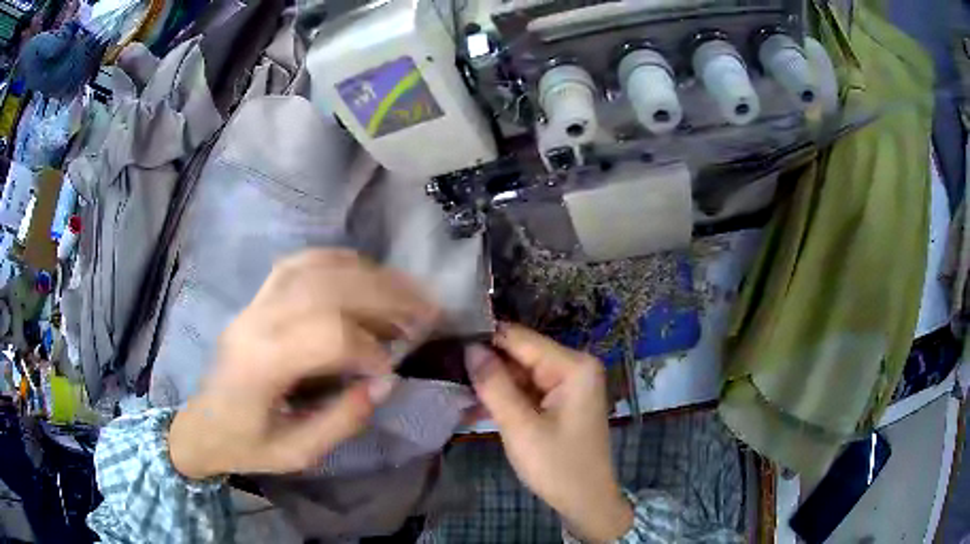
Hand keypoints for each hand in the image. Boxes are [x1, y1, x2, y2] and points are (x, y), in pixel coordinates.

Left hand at [168, 250, 438, 478]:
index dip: (369, 348)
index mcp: (261, 365)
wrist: (203, 426)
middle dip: (384, 296)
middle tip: (425, 310)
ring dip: (367, 274)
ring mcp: (254, 303)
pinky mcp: (257, 298)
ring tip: (405, 289)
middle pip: (326, 289)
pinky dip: (337, 261)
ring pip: (314, 267)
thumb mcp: (297, 453)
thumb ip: (342, 420)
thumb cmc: (246, 446)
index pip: (326, 334)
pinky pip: (299, 263)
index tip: (391, 369)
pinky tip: (364, 273)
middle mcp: (256, 321)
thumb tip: (384, 381)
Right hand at [466, 324, 633, 542]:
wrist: (586, 502)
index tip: (446, 342)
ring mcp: (569, 383)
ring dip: (491, 384)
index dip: (483, 339)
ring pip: (520, 373)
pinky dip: (505, 397)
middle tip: (444, 368)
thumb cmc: (557, 466)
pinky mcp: (561, 400)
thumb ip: (494, 385)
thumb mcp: (520, 427)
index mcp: (573, 366)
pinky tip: (474, 405)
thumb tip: (469, 347)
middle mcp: (574, 366)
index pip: (520, 339)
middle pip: (520, 355)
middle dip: (485, 364)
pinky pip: (527, 390)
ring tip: (452, 387)